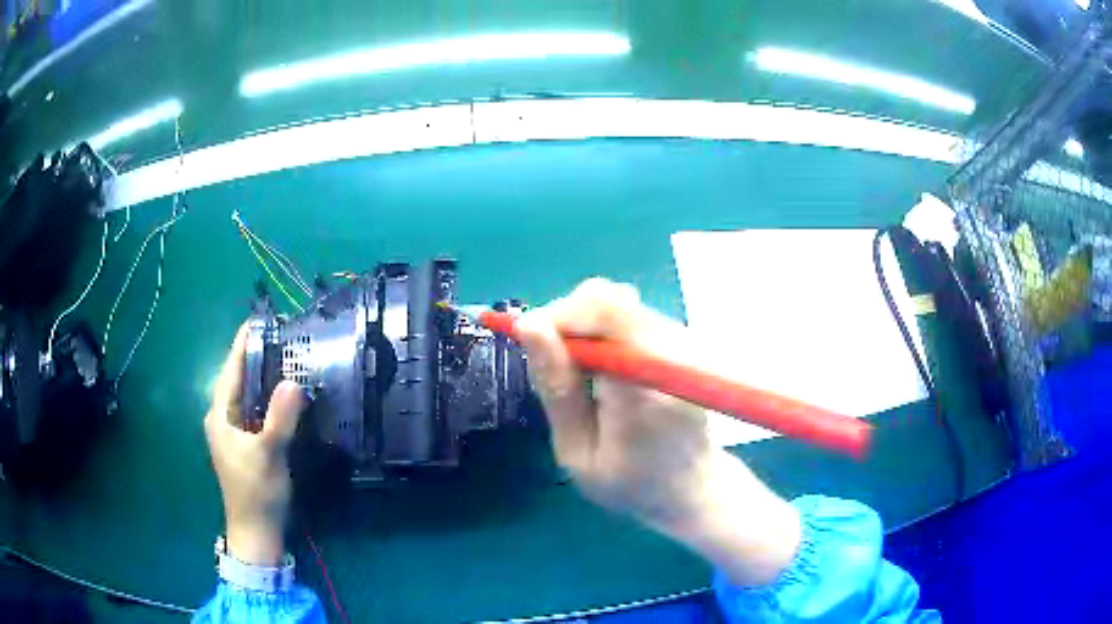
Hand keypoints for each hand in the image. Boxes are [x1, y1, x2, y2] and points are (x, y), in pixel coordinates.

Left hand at [205, 323, 306, 565]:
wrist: (256, 531)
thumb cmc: (256, 491)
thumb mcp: (268, 453)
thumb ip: (280, 418)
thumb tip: (293, 381)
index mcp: (220, 415)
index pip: (231, 370)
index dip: (243, 344)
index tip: (259, 320)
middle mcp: (223, 419)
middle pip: (238, 380)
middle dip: (256, 357)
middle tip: (282, 336)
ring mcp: (234, 433)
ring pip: (248, 397)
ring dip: (264, 378)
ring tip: (287, 358)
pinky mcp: (246, 445)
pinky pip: (256, 412)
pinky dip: (268, 400)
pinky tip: (286, 397)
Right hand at [516, 279, 801, 585]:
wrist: (693, 487)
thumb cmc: (631, 482)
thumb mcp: (578, 451)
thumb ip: (557, 388)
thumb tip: (530, 324)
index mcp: (645, 382)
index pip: (603, 308)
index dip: (558, 316)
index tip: (531, 346)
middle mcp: (671, 349)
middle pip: (607, 299)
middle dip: (567, 324)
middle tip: (553, 370)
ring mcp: (683, 342)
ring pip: (616, 305)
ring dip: (584, 332)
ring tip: (579, 380)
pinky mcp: (682, 342)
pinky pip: (629, 319)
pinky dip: (603, 338)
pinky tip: (603, 376)